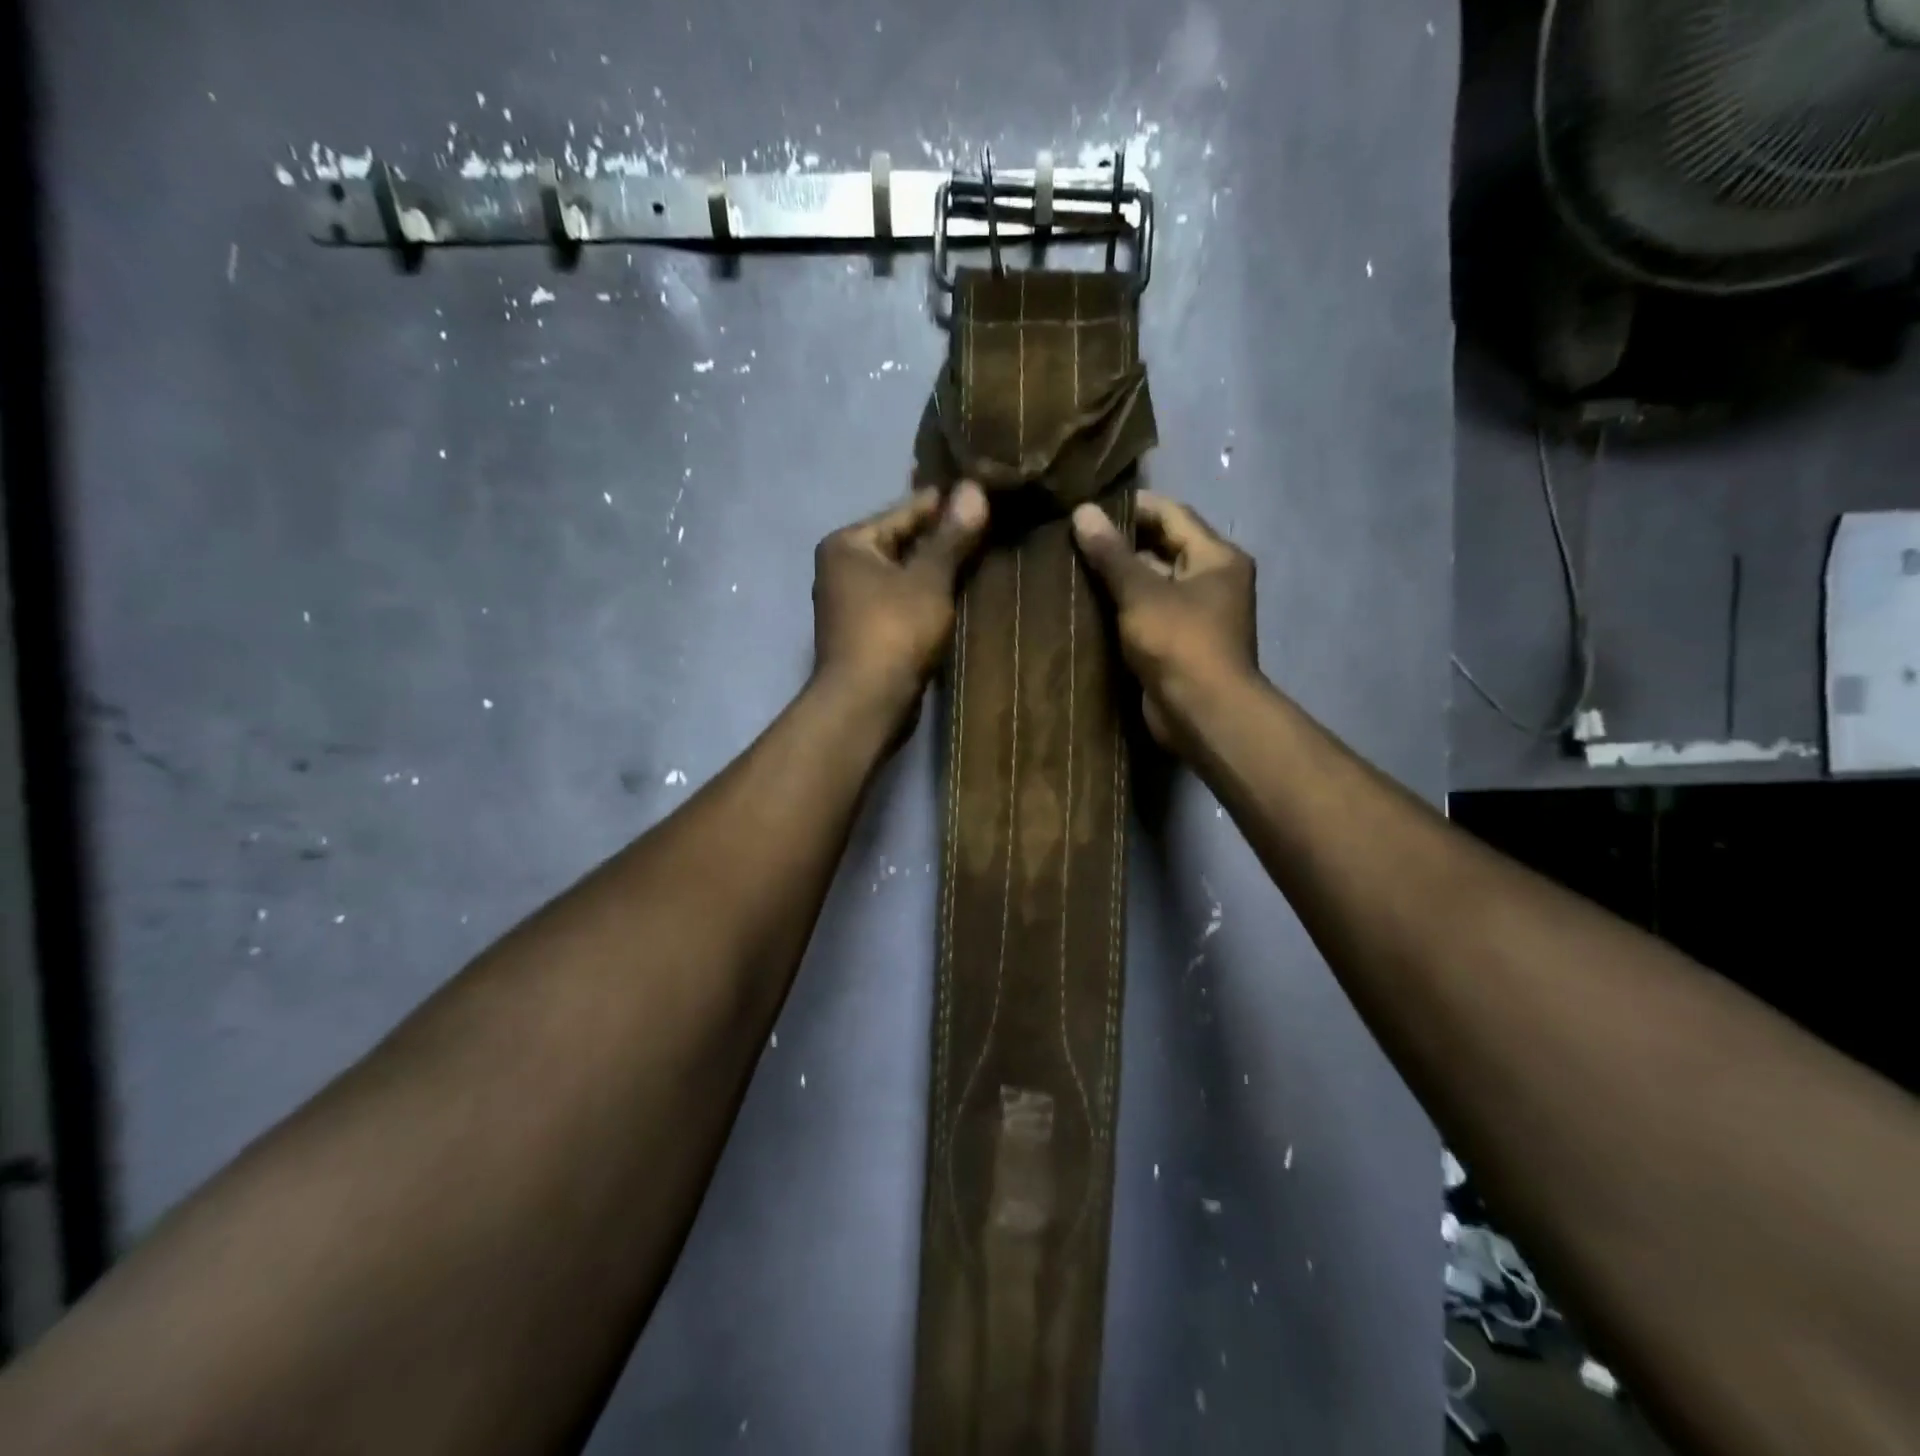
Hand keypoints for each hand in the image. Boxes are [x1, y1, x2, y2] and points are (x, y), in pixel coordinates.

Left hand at [811, 482, 989, 729]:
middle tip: (990, 528)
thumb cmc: (894, 631)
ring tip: (982, 559)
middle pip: (902, 543)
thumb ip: (951, 537)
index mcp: (848, 544)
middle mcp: (841, 568)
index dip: (945, 505)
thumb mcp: (929, 579)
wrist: (866, 703)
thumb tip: (973, 489)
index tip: (983, 495)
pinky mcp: (866, 633)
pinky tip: (958, 596)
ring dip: (937, 572)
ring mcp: (851, 603)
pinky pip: (902, 603)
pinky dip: (927, 599)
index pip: (904, 511)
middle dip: (942, 540)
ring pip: (903, 576)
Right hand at [1071, 492, 1257, 749]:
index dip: (1132, 507)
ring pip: (1152, 584)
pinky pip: (1147, 614)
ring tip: (1071, 567)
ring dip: (1118, 578)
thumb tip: (1083, 511)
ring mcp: (1196, 615)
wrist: (1202, 713)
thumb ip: (1112, 553)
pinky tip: (1086, 604)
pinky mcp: (1178, 644)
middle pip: (1162, 548)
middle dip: (1120, 544)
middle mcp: (1212, 580)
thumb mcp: (1142, 593)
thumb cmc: (1180, 643)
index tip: (1089, 507)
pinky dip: (1122, 608)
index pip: (1172, 515)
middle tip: (1073, 538)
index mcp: (1216, 557)